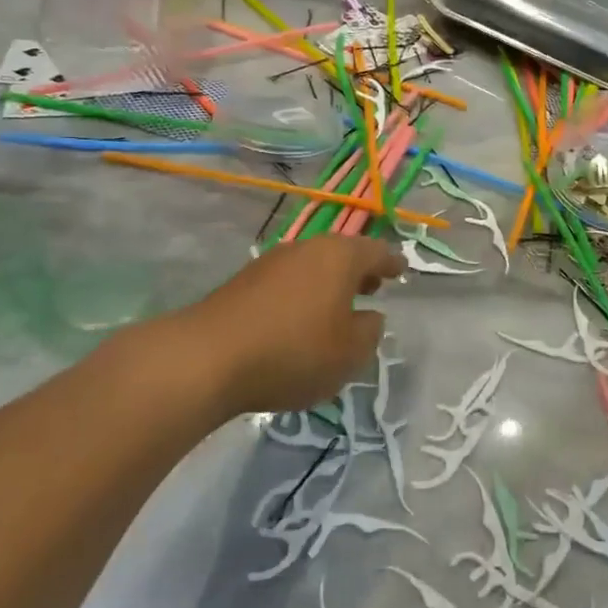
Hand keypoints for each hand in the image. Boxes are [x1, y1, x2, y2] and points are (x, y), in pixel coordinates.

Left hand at [110, 238, 405, 420]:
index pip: (376, 251)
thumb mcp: (350, 353)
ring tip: (335, 309)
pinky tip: (297, 322)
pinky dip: (300, 296)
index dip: (391, 263)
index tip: (400, 271)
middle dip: (358, 271)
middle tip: (371, 289)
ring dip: (327, 284)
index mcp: (339, 256)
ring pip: (311, 267)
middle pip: (341, 254)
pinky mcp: (242, 283)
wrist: (206, 358)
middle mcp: (306, 249)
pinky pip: (285, 283)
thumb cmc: (293, 351)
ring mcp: (270, 262)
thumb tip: (369, 316)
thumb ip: (369, 332)